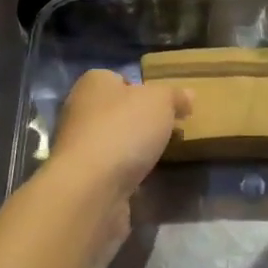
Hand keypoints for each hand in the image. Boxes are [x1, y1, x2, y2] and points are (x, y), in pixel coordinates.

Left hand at [48, 69, 191, 203]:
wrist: (91, 188)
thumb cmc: (124, 129)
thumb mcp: (160, 101)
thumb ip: (175, 96)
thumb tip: (188, 95)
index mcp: (93, 83)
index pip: (120, 79)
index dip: (144, 90)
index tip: (166, 106)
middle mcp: (80, 111)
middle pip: (117, 111)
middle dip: (140, 121)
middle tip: (169, 131)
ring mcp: (78, 147)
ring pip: (113, 141)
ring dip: (133, 150)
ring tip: (160, 157)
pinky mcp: (82, 178)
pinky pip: (110, 170)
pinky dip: (126, 174)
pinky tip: (144, 180)